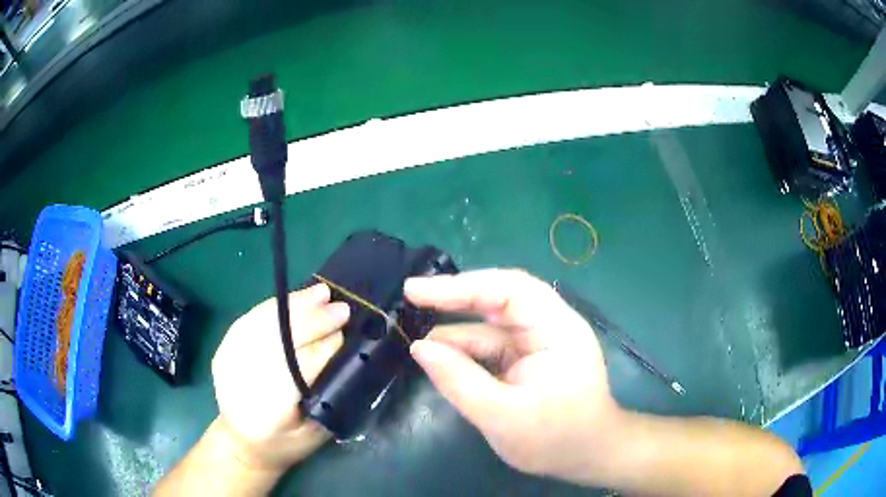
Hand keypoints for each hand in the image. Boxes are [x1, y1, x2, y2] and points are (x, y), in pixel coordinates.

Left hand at [211, 283, 349, 470]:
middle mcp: (244, 379)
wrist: (242, 442)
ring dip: (295, 305)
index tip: (347, 332)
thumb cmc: (285, 443)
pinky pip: (252, 318)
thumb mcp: (315, 430)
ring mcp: (230, 359)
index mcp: (269, 409)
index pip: (300, 367)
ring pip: (264, 322)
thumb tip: (342, 348)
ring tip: (321, 293)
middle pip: (281, 338)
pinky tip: (295, 299)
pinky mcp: (224, 347)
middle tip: (341, 307)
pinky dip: (276, 306)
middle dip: (313, 320)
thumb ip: (328, 392)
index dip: (325, 347)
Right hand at [405, 269, 622, 481]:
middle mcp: (549, 325)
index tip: (416, 292)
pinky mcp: (528, 357)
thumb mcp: (502, 416)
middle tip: (411, 297)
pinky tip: (439, 357)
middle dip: (454, 298)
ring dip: (456, 330)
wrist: (588, 456)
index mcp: (556, 329)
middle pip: (498, 298)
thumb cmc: (555, 439)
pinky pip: (492, 345)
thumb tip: (418, 348)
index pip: (508, 289)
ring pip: (491, 324)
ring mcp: (538, 341)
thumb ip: (458, 380)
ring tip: (415, 336)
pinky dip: (465, 350)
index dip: (460, 286)